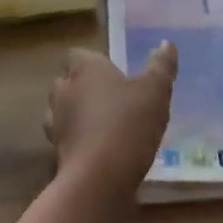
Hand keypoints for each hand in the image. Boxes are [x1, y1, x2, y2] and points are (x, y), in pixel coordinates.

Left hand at [46, 44, 176, 197]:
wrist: (99, 178)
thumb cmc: (129, 124)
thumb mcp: (155, 91)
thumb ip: (161, 66)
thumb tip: (167, 43)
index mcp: (85, 69)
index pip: (77, 55)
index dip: (92, 62)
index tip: (110, 72)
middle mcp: (63, 91)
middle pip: (65, 82)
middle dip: (81, 88)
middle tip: (108, 99)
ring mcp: (55, 123)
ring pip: (60, 111)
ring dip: (74, 115)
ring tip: (100, 126)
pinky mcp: (55, 153)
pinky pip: (64, 140)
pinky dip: (76, 142)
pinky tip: (95, 151)